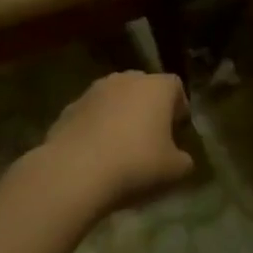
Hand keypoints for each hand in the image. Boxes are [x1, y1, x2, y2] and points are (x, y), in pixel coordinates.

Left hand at [37, 70, 194, 211]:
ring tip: (121, 147)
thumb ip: (184, 160)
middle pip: (144, 88)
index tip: (177, 130)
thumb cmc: (135, 164)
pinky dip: (96, 127)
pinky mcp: (68, 108)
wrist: (74, 173)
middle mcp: (126, 79)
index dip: (179, 107)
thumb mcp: (174, 171)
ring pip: (115, 99)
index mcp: (157, 87)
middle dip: (148, 108)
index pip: (175, 86)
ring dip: (120, 116)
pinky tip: (95, 154)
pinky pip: (91, 115)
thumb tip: (181, 158)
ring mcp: (94, 91)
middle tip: (151, 137)